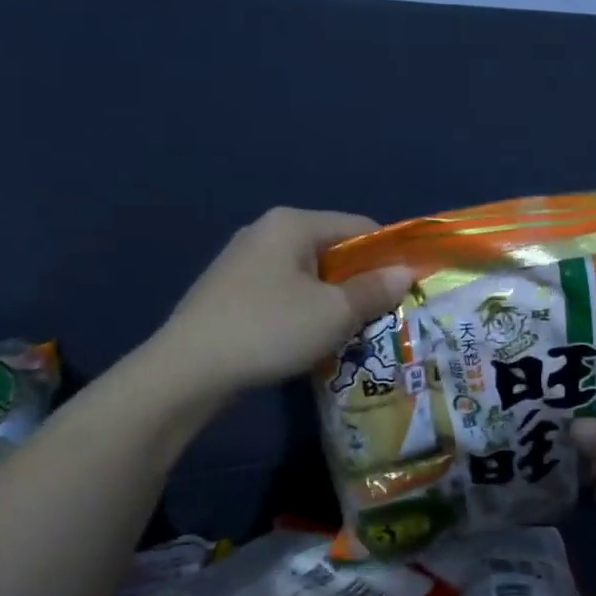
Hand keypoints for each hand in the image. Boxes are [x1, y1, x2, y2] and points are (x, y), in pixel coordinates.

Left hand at [141, 208, 414, 402]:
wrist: (187, 371)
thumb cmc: (270, 330)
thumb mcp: (334, 313)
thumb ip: (375, 290)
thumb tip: (406, 273)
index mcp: (293, 223)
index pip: (360, 227)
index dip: (390, 255)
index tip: (408, 289)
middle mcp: (266, 231)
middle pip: (333, 250)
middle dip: (361, 282)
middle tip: (382, 317)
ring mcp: (243, 261)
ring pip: (309, 275)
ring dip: (334, 301)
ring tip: (350, 333)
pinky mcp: (230, 291)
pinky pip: (284, 292)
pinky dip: (305, 310)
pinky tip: (308, 340)